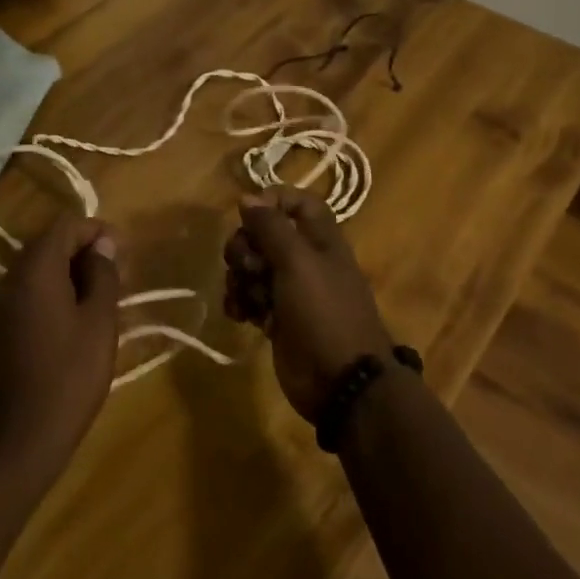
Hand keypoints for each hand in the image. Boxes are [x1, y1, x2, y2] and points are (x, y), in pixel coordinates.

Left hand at [0, 215, 120, 479]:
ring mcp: (0, 305)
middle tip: (118, 275)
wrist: (23, 439)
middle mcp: (10, 279)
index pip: (64, 226)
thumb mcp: (99, 322)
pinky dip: (55, 292)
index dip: (96, 231)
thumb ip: (102, 275)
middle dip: (84, 251)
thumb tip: (102, 245)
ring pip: (38, 270)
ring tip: (104, 297)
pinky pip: (29, 293)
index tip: (123, 252)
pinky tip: (78, 318)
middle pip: (48, 244)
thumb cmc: (70, 376)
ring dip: (71, 273)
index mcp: (34, 271)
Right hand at [224, 186, 394, 421]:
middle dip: (245, 246)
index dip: (273, 201)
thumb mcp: (297, 262)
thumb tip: (247, 197)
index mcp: (321, 240)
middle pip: (265, 235)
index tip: (248, 213)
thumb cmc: (323, 312)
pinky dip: (240, 303)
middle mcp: (305, 260)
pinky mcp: (277, 318)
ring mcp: (290, 291)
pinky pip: (249, 298)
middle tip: (247, 265)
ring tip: (246, 298)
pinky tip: (240, 315)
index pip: (298, 202)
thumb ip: (271, 227)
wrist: (339, 381)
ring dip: (240, 278)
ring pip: (252, 267)